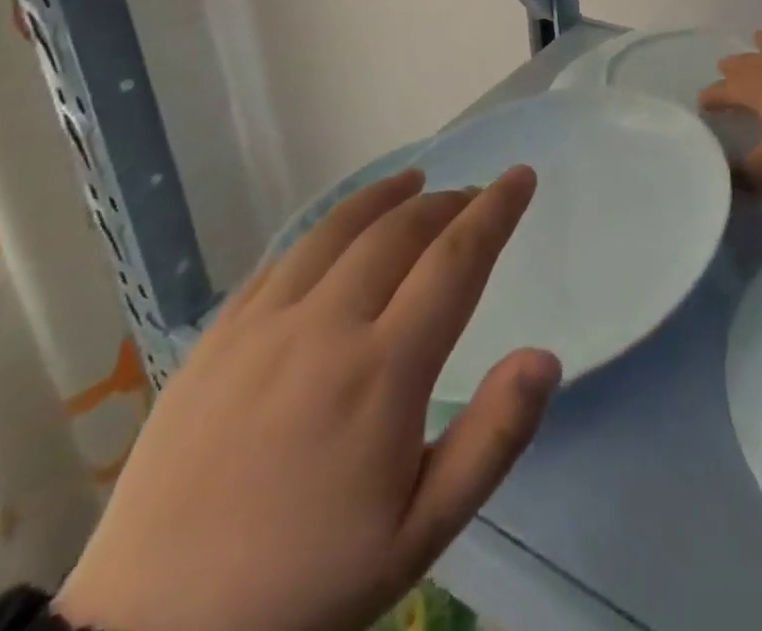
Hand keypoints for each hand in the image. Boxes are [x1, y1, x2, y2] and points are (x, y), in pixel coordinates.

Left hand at [55, 167, 558, 630]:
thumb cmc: (307, 586)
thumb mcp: (420, 534)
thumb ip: (493, 439)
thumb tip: (545, 357)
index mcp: (382, 372)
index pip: (456, 260)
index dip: (495, 209)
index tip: (520, 175)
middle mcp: (325, 326)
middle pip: (400, 231)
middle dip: (448, 202)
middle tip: (474, 197)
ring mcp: (263, 325)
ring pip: (338, 228)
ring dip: (387, 197)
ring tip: (415, 182)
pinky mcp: (217, 337)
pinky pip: (283, 257)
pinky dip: (326, 228)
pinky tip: (338, 232)